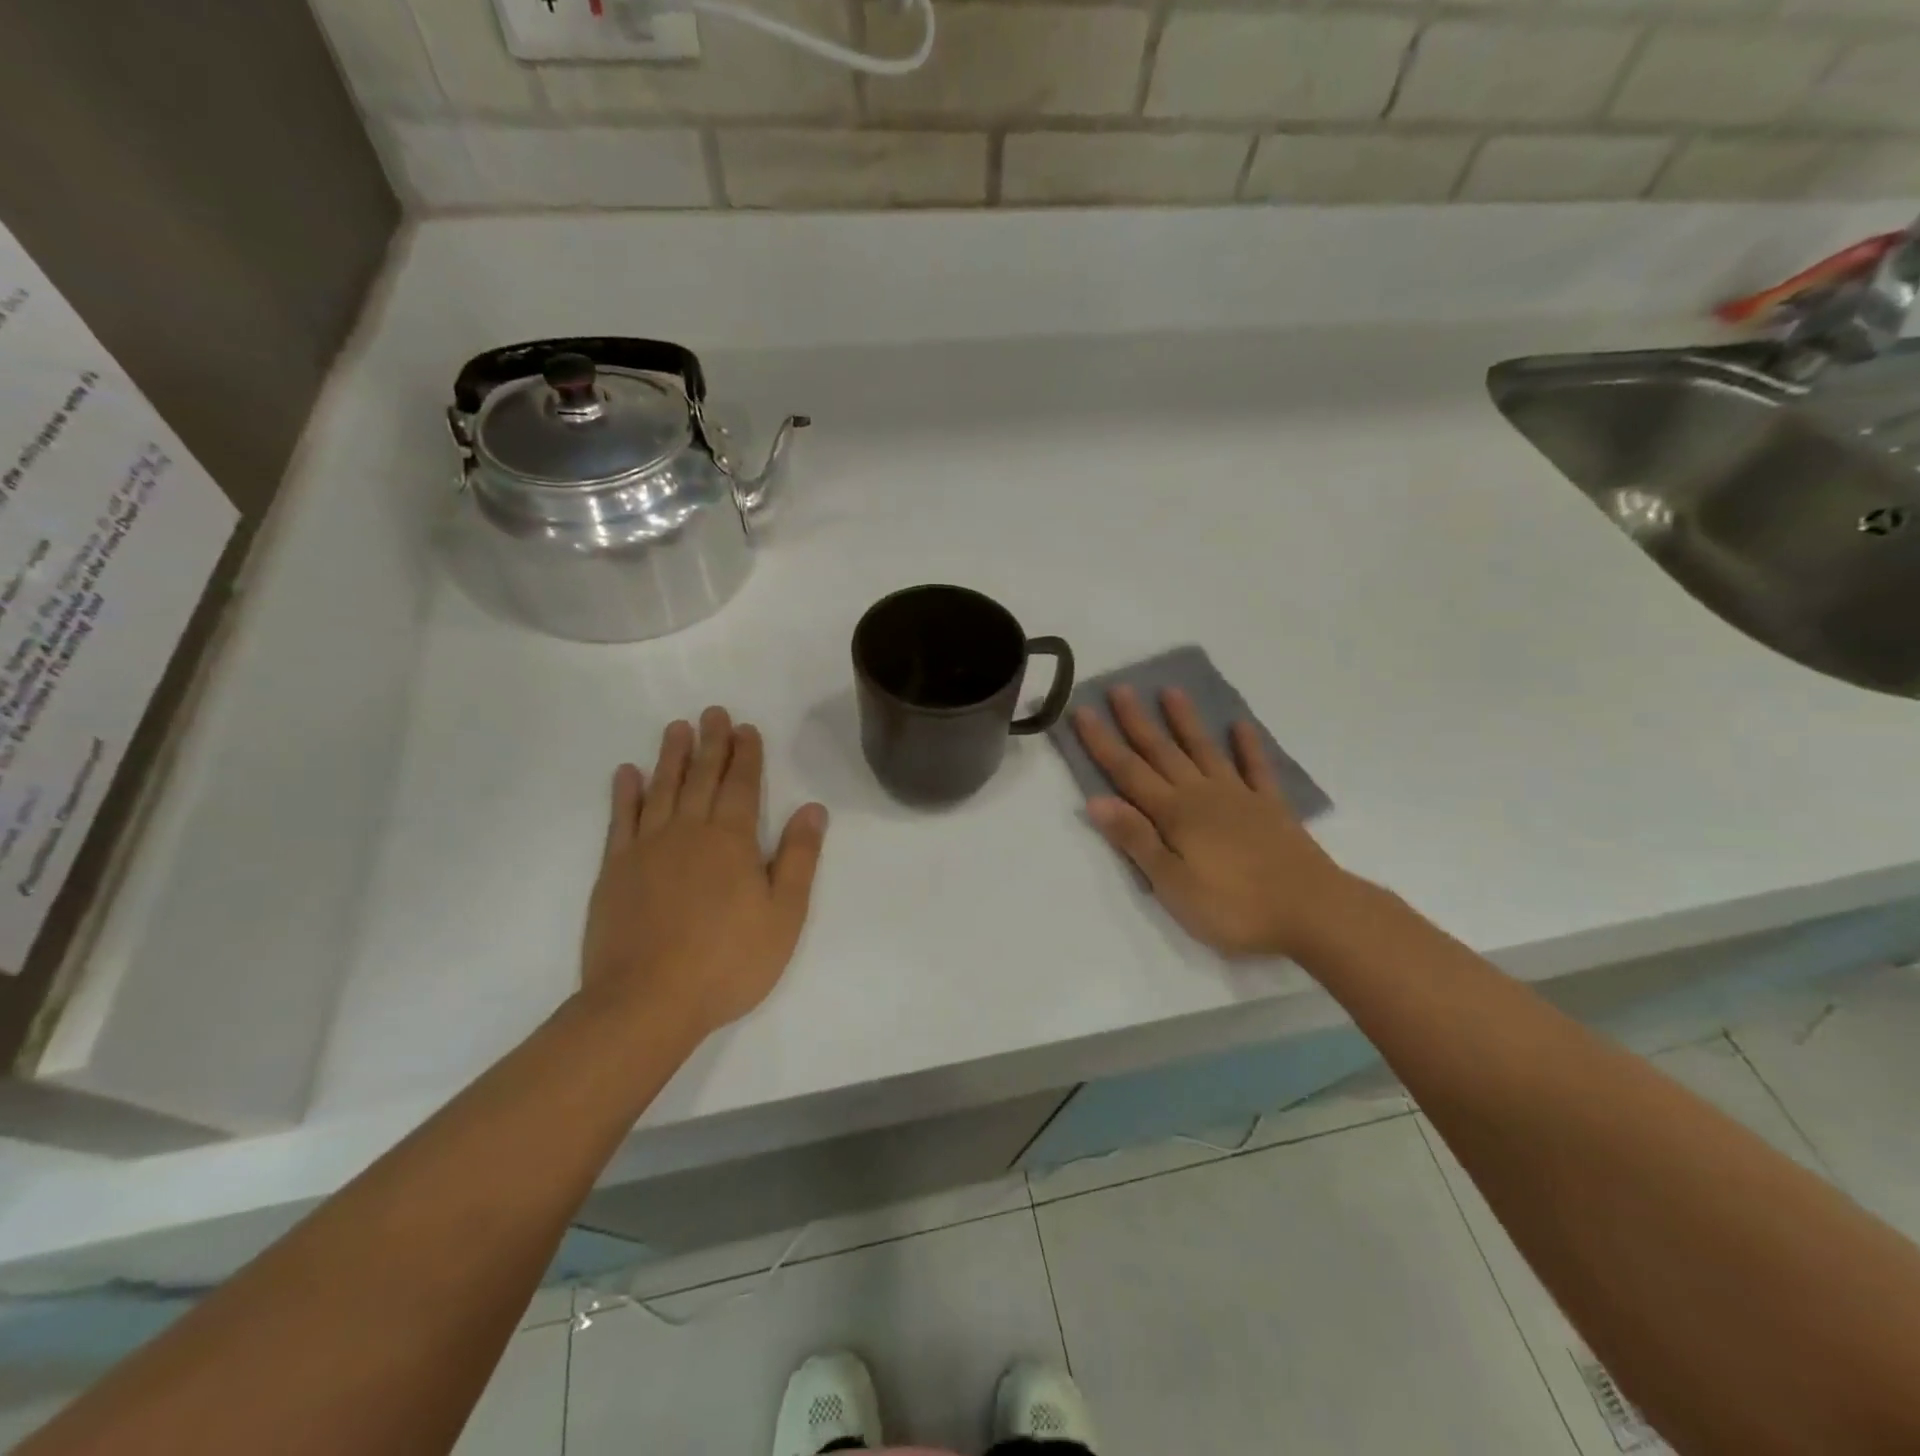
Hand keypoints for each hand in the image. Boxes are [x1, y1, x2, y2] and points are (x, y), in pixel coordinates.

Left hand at [580, 706, 827, 1040]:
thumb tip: (813, 809)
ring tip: (676, 728)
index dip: (746, 755)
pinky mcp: (614, 870)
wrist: (646, 1002)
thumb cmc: (727, 961)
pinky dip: (625, 793)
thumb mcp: (783, 914)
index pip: (741, 785)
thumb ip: (798, 858)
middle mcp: (688, 832)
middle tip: (713, 712)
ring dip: (671, 756)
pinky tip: (627, 773)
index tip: (745, 728)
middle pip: (702, 777)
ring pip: (662, 789)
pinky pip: (620, 820)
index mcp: (732, 841)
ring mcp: (646, 849)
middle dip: (711, 743)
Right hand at [1073, 685, 1356, 960]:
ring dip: (1185, 721)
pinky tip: (1241, 726)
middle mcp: (1202, 795)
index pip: (1128, 772)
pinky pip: (1256, 768)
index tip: (1082, 711)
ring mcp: (1239, 797)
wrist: (1313, 912)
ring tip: (1171, 691)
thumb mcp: (1173, 884)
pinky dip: (1248, 745)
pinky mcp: (1271, 807)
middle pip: (1162, 752)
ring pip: (1204, 750)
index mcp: (1174, 814)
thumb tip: (1096, 800)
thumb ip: (1136, 839)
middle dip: (1136, 721)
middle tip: (1120, 688)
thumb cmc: (1234, 907)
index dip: (1102, 742)